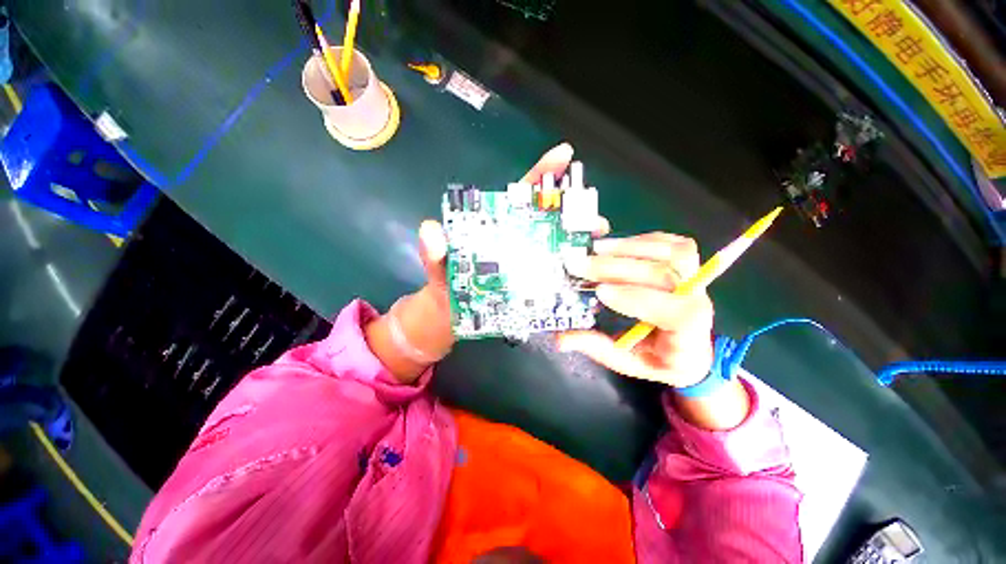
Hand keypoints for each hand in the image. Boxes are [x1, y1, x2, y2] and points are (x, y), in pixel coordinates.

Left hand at [376, 143, 580, 381]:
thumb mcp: (438, 266)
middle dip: (574, 215)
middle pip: (550, 221)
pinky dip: (573, 278)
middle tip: (591, 221)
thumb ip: (434, 251)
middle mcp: (518, 241)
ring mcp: (528, 265)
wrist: (449, 317)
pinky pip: (556, 280)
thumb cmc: (445, 285)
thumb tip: (431, 230)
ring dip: (579, 246)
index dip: (542, 174)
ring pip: (559, 249)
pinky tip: (587, 280)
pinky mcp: (533, 288)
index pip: (521, 196)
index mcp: (497, 227)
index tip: (564, 155)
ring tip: (593, 249)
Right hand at [558, 233, 714, 387]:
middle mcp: (701, 303)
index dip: (638, 299)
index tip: (600, 292)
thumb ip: (596, 347)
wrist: (690, 351)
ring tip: (596, 249)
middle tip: (582, 264)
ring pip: (674, 252)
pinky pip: (672, 243)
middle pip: (667, 275)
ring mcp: (697, 280)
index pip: (677, 313)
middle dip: (618, 268)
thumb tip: (560, 339)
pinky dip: (642, 239)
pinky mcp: (689, 265)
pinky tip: (617, 244)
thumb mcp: (627, 362)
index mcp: (689, 335)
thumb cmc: (658, 360)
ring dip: (630, 247)